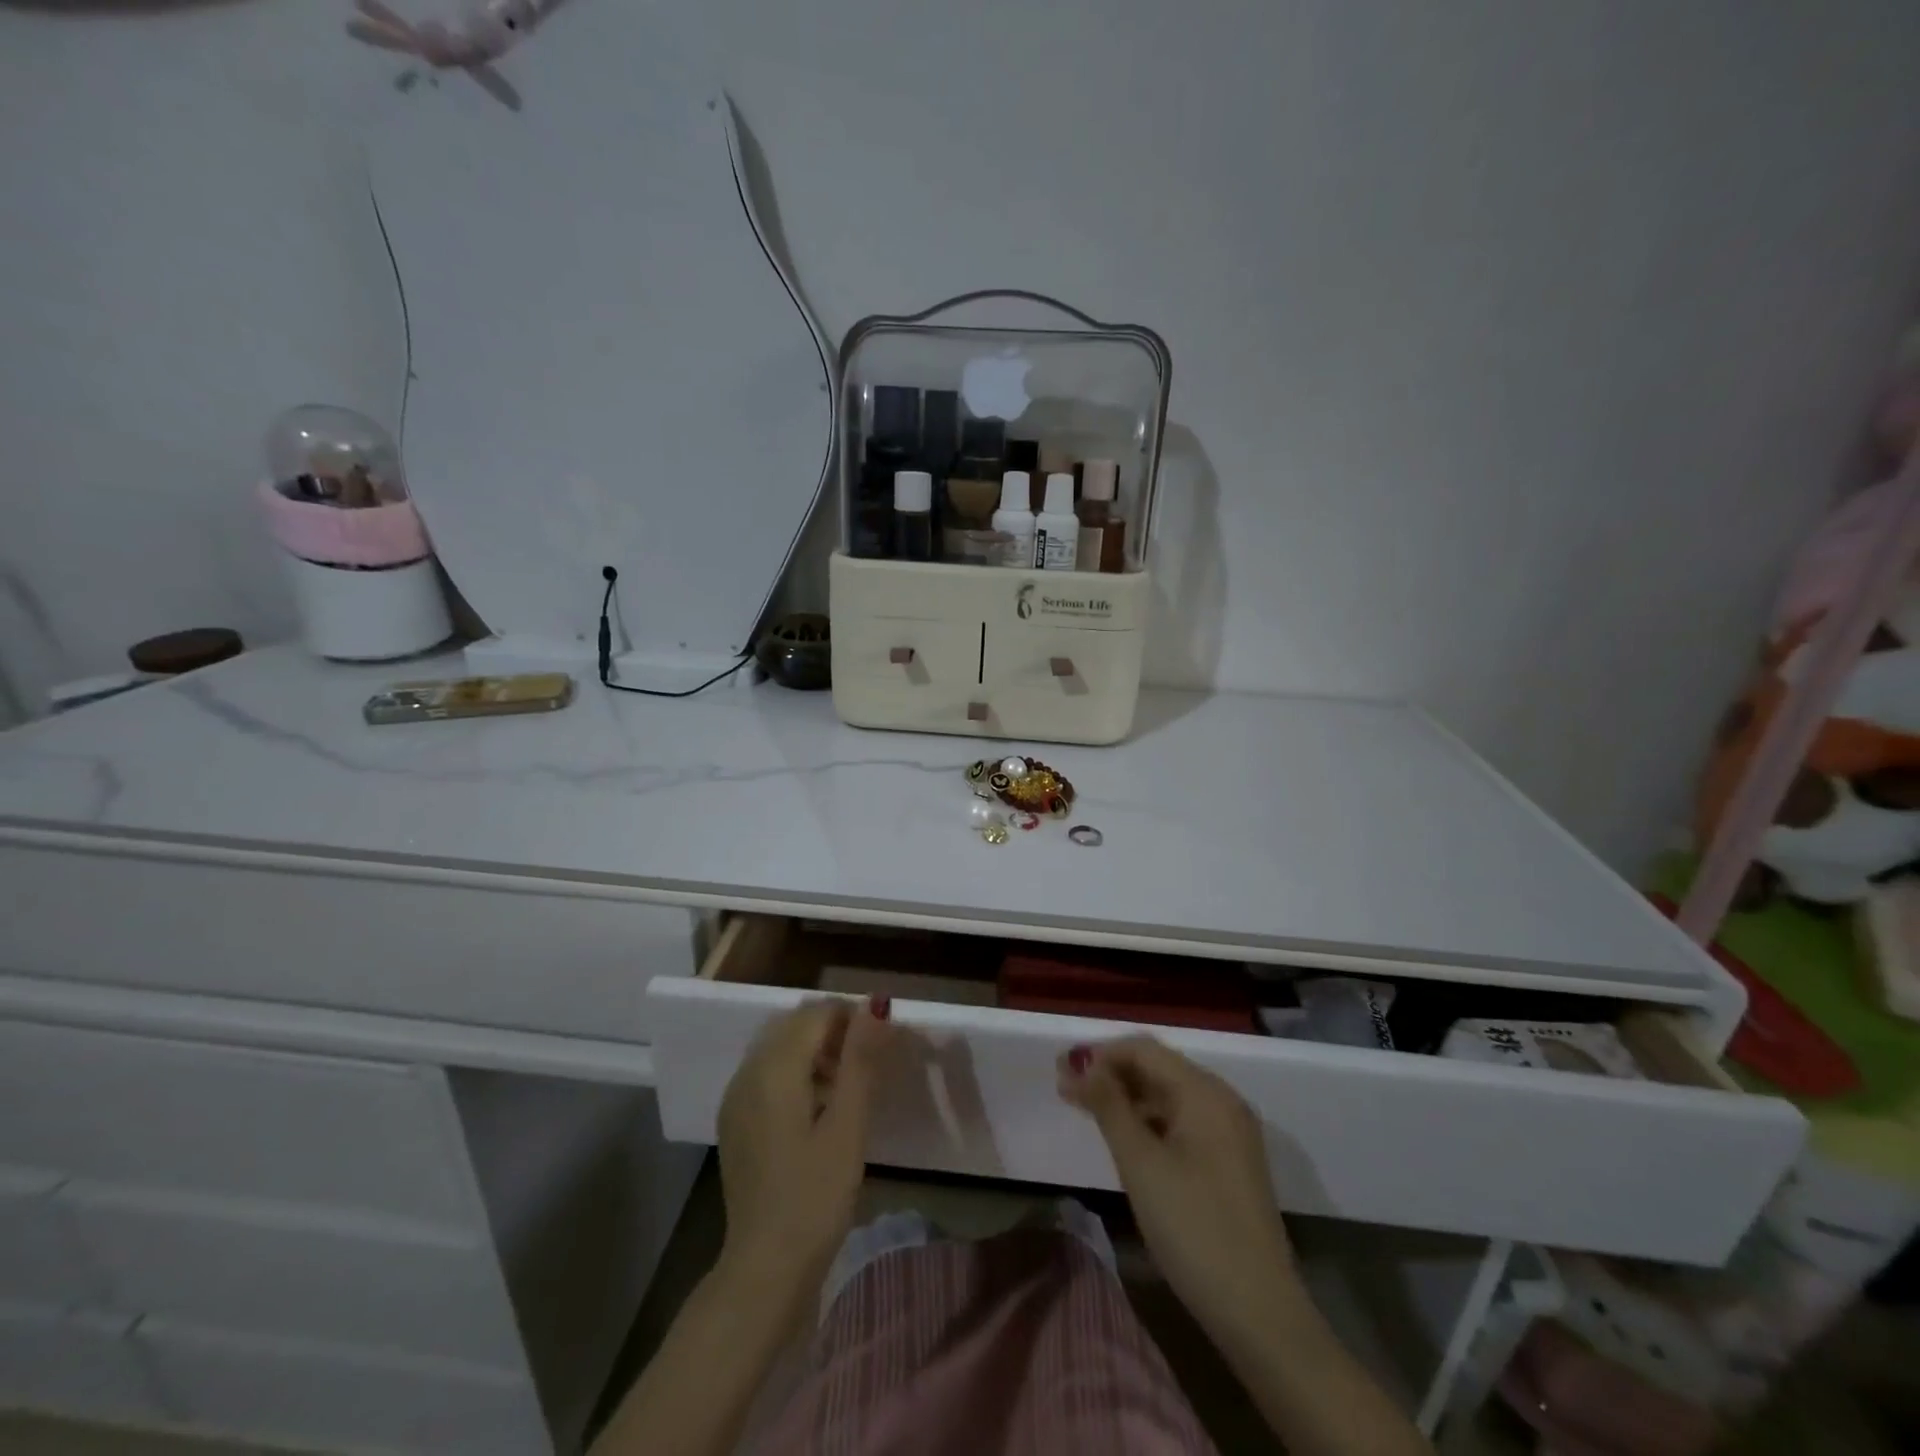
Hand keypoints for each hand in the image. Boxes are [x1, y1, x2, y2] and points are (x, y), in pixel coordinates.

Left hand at [717, 997, 894, 1298]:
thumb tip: (876, 1004)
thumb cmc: (815, 1196)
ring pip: (780, 1047)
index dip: (852, 1017)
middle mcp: (748, 1071)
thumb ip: (861, 1059)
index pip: (817, 1012)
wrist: (765, 1268)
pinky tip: (818, 1109)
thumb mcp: (848, 1125)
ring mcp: (736, 1097)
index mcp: (774, 1067)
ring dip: (815, 1050)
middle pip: (795, 1024)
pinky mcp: (735, 1121)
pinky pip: (767, 1073)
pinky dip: (795, 1073)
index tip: (881, 1044)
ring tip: (848, 1087)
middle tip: (868, 1064)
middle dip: (834, 1031)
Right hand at [1059, 1036, 1297, 1331]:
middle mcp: (1222, 1101)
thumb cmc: (1193, 1228)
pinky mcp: (1229, 1162)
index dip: (1100, 1054)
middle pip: (1157, 1070)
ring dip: (1126, 1098)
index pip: (1144, 1050)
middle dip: (1110, 1074)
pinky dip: (1148, 1122)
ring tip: (1085, 1110)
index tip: (1060, 1069)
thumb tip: (1082, 1062)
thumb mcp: (1141, 1163)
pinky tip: (1124, 1138)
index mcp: (1205, 1092)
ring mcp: (1230, 1133)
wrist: (1258, 1313)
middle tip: (1065, 1089)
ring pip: (1168, 1097)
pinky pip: (1181, 1123)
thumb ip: (1109, 1105)